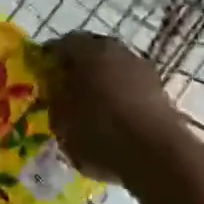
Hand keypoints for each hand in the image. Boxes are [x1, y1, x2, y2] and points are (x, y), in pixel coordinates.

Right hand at [40, 34, 186, 187]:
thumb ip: (54, 102)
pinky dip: (121, 99)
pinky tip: (115, 123)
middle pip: (89, 53)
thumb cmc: (100, 133)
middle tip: (65, 94)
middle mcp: (115, 49)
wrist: (158, 156)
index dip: (48, 63)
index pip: (59, 46)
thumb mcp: (61, 122)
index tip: (42, 82)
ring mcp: (142, 67)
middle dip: (77, 71)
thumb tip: (55, 93)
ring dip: (102, 84)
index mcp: (87, 49)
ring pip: (113, 70)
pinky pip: (131, 88)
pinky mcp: (161, 90)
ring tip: (91, 112)